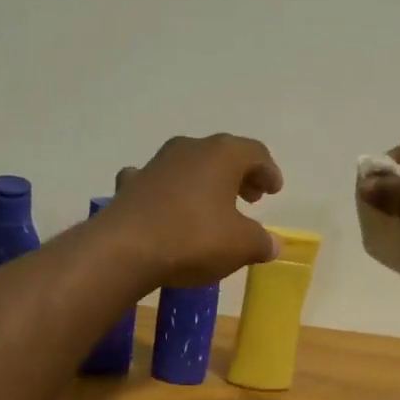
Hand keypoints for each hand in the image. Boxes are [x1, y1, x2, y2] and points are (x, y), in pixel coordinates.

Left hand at [109, 134, 282, 286]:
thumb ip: (262, 242)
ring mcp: (155, 164)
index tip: (274, 190)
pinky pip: (157, 183)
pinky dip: (167, 193)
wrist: (124, 249)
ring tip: (213, 207)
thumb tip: (273, 244)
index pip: (254, 152)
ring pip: (188, 166)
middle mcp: (189, 149)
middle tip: (250, 197)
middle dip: (239, 175)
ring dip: (204, 183)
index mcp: (222, 154)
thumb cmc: (193, 239)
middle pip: (221, 155)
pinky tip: (166, 208)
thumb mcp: (241, 246)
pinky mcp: (130, 186)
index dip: (268, 171)